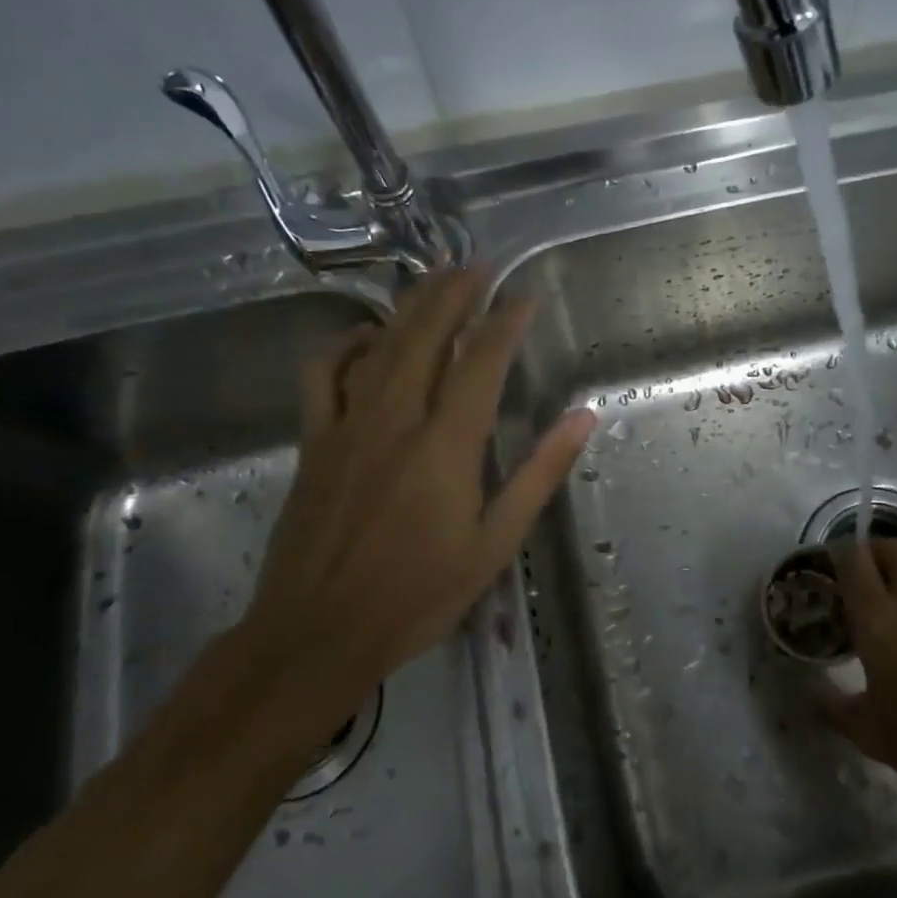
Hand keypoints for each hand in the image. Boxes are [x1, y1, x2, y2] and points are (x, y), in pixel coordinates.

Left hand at [239, 268, 593, 738]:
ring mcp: (347, 426)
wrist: (317, 633)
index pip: (482, 361)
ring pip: (380, 344)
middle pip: (426, 335)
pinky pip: (323, 374)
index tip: (525, 296)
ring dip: (410, 305)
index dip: (506, 321)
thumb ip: (539, 474)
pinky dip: (345, 344)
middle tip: (478, 264)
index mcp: (447, 444)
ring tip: (434, 277)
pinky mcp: (314, 442)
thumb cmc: (418, 595)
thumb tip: (582, 417)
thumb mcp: (495, 543)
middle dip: (455, 292)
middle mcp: (396, 419)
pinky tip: (367, 336)